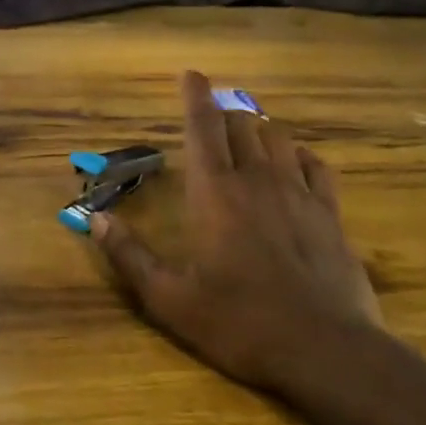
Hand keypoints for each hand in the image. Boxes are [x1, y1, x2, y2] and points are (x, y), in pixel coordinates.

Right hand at [91, 71, 380, 390]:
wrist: (325, 350)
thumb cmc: (239, 322)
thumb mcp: (169, 298)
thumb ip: (129, 256)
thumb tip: (95, 220)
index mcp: (214, 192)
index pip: (202, 127)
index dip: (194, 96)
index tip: (190, 74)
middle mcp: (256, 180)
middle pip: (241, 124)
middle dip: (223, 113)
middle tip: (211, 116)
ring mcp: (298, 194)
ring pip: (278, 138)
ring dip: (258, 130)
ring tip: (246, 136)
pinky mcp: (330, 214)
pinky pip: (315, 165)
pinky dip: (298, 155)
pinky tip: (293, 163)